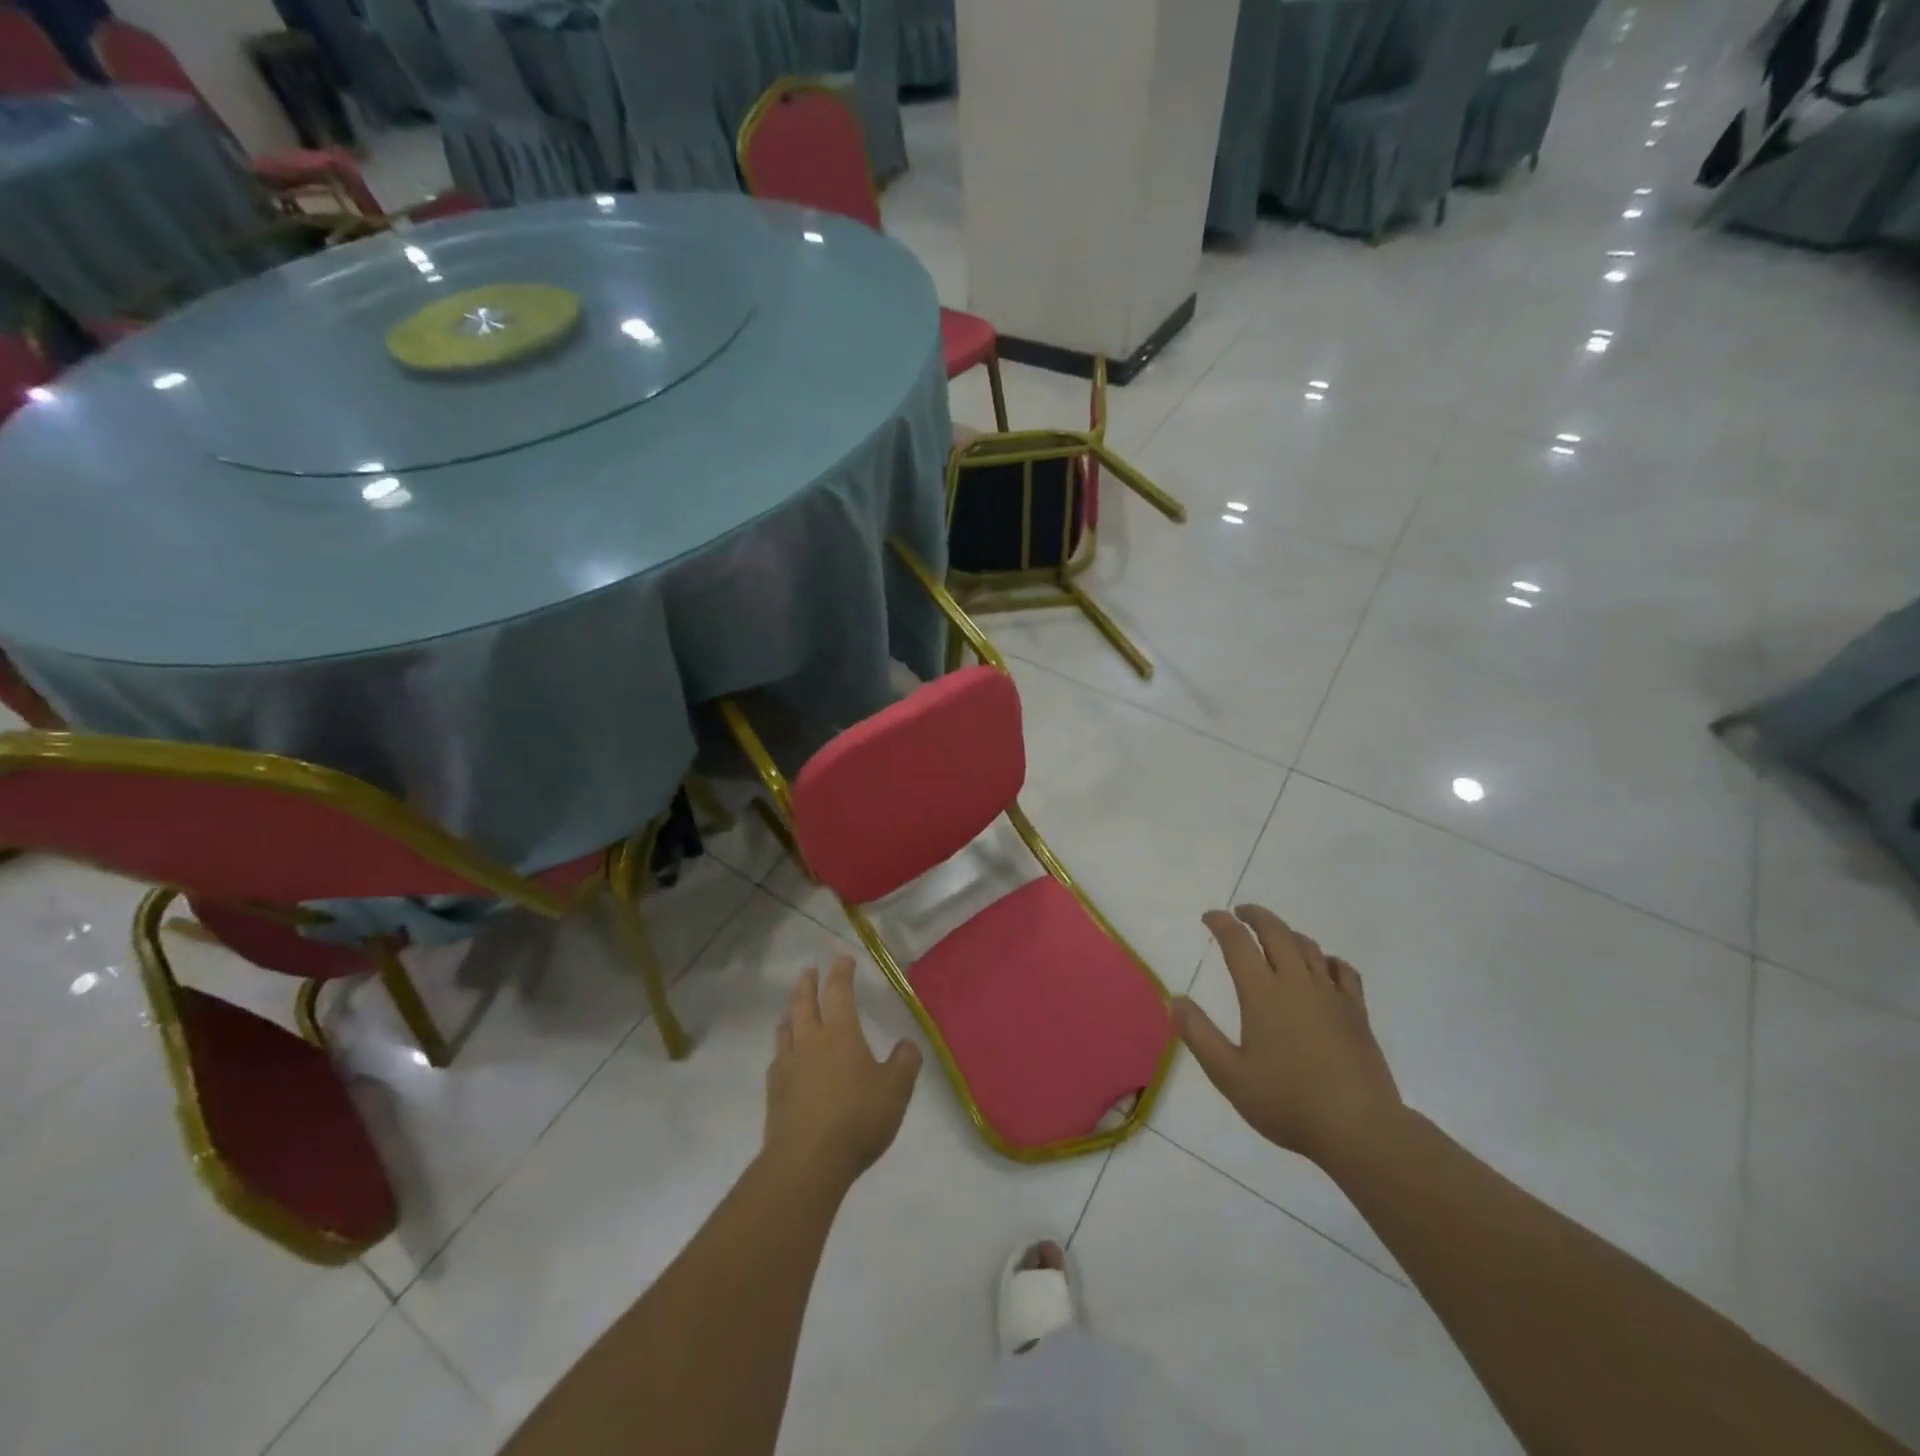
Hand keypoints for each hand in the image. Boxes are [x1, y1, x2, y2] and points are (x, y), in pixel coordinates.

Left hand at [764, 957, 921, 1192]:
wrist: (806, 1161)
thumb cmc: (857, 1118)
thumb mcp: (896, 1090)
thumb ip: (904, 1062)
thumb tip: (907, 1043)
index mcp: (840, 1032)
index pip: (839, 991)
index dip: (841, 972)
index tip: (843, 959)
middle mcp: (810, 1040)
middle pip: (804, 1002)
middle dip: (808, 983)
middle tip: (809, 971)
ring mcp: (787, 1064)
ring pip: (786, 1027)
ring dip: (791, 1011)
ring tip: (793, 1008)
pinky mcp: (774, 1090)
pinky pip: (778, 1057)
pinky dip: (783, 1046)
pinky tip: (786, 1056)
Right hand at [1175, 905, 1403, 1167]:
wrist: (1359, 1129)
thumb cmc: (1288, 1103)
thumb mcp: (1230, 1076)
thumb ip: (1199, 1035)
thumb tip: (1174, 1000)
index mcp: (1262, 994)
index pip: (1238, 943)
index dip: (1221, 923)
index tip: (1210, 917)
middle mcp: (1297, 983)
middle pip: (1276, 932)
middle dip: (1255, 916)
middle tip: (1240, 912)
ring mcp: (1331, 995)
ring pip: (1308, 946)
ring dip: (1287, 933)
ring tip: (1274, 936)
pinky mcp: (1356, 1012)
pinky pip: (1342, 970)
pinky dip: (1326, 959)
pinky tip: (1322, 967)